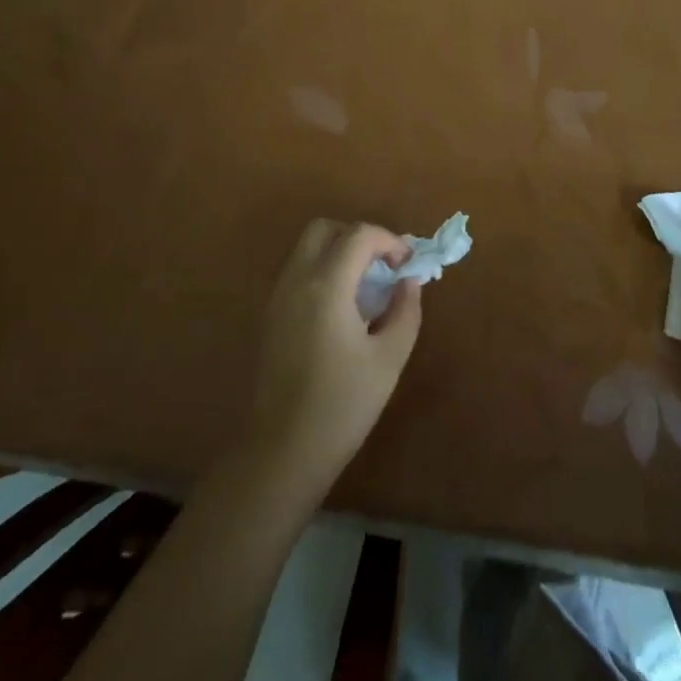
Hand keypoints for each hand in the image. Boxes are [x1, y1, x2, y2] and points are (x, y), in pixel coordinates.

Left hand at [249, 220, 422, 495]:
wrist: (283, 451)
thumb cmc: (343, 405)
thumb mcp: (389, 358)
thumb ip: (405, 311)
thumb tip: (409, 282)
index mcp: (327, 285)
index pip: (359, 235)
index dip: (389, 241)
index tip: (407, 265)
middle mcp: (297, 279)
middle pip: (326, 229)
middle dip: (359, 237)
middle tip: (383, 267)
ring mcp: (279, 296)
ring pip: (308, 248)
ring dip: (340, 253)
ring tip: (366, 288)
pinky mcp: (271, 314)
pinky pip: (299, 272)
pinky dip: (323, 271)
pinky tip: (343, 309)